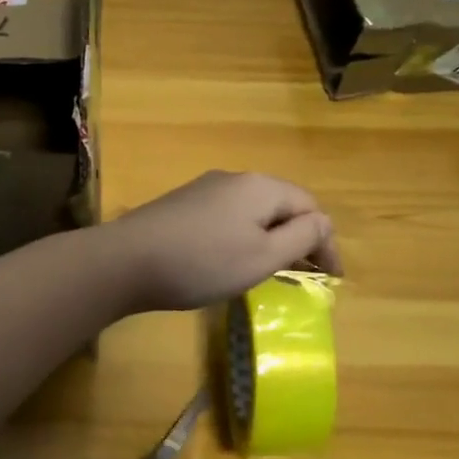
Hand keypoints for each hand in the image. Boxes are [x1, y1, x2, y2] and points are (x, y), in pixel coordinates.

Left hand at [101, 171, 340, 312]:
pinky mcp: (183, 205)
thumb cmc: (203, 262)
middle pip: (281, 205)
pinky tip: (231, 261)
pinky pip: (227, 217)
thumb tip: (322, 223)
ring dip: (270, 238)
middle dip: (298, 238)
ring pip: (252, 211)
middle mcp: (234, 179)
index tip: (331, 280)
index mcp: (260, 186)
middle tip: (304, 276)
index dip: (326, 242)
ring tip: (272, 272)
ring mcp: (204, 189)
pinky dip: (242, 237)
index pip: (309, 206)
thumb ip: (300, 237)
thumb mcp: (262, 256)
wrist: (127, 260)